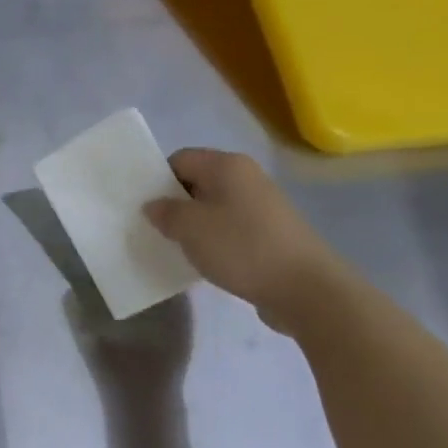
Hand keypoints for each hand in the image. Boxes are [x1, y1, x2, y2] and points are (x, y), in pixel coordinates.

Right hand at [143, 148, 342, 331]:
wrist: (304, 288)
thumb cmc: (241, 247)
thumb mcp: (190, 228)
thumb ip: (165, 212)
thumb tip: (154, 205)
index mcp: (227, 166)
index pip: (179, 159)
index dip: (157, 179)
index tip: (143, 207)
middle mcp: (246, 177)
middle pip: (196, 181)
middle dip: (173, 203)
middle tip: (153, 229)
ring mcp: (261, 205)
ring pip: (212, 206)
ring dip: (192, 225)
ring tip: (175, 247)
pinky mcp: (269, 232)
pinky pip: (229, 227)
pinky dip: (212, 239)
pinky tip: (204, 260)